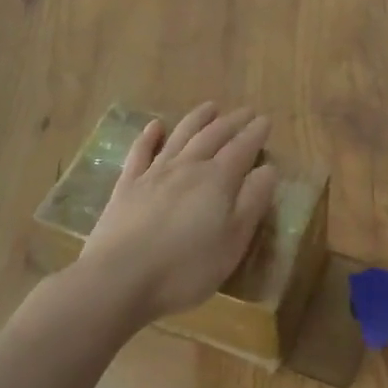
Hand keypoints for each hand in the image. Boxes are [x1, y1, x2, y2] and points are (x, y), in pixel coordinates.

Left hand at [78, 103, 278, 322]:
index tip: (266, 120)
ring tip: (210, 107)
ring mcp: (154, 174)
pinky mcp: (126, 186)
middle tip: (246, 111)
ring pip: (180, 136)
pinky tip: (156, 126)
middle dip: (232, 122)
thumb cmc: (186, 268)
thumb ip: (252, 201)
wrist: (118, 280)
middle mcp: (188, 167)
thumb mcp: (234, 241)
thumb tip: (268, 168)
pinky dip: (150, 136)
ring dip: (197, 119)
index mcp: (218, 180)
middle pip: (213, 136)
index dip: (255, 133)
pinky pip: (140, 152)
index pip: (242, 148)